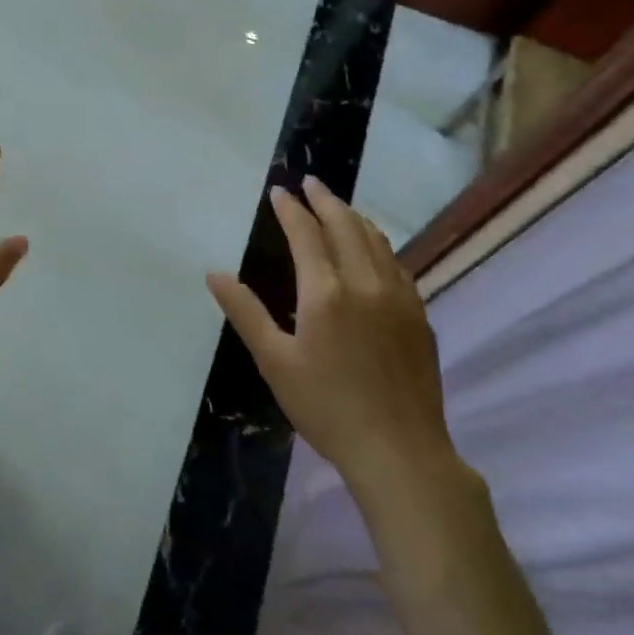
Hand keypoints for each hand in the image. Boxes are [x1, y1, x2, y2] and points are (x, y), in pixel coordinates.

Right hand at [207, 176, 459, 484]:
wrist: (401, 451)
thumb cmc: (327, 407)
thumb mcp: (275, 362)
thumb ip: (245, 312)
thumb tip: (214, 273)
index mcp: (325, 292)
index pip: (306, 234)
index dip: (290, 209)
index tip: (278, 191)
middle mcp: (365, 282)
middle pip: (346, 225)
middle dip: (325, 200)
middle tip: (310, 182)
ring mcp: (398, 297)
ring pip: (376, 240)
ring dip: (353, 216)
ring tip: (338, 206)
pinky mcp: (418, 314)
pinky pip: (396, 263)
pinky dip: (378, 243)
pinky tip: (374, 249)